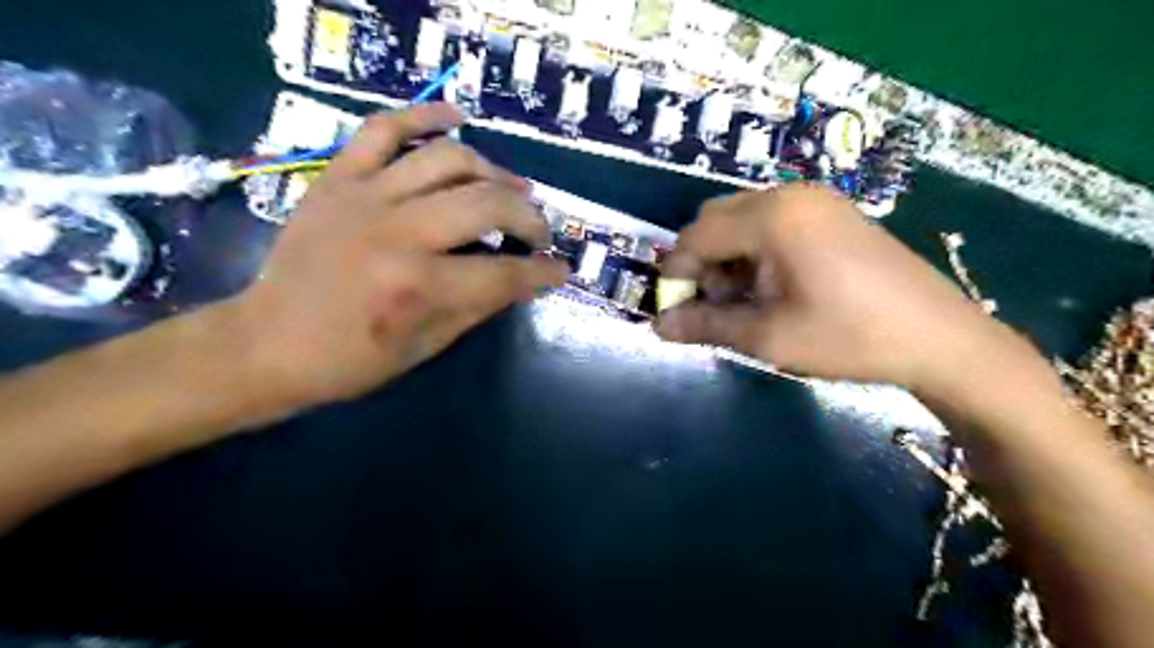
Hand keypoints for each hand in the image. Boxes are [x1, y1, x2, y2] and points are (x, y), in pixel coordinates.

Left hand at [220, 104, 565, 408]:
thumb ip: (480, 304)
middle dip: (529, 218)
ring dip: (495, 173)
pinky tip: (459, 120)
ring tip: (511, 189)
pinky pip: (385, 128)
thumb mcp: (427, 346)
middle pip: (488, 204)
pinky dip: (425, 116)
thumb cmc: (352, 359)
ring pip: (450, 160)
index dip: (542, 272)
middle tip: (539, 232)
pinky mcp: (338, 177)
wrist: (269, 341)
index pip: (505, 272)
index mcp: (418, 287)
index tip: (560, 269)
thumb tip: (525, 277)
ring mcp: (365, 196)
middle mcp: (397, 233)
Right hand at [659, 185, 1025, 391]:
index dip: (677, 274)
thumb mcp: (767, 336)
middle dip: (702, 262)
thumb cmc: (847, 337)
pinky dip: (755, 250)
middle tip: (717, 305)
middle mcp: (788, 195)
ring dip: (727, 257)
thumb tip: (658, 326)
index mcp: (771, 218)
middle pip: (714, 219)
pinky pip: (771, 221)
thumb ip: (706, 325)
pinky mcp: (830, 212)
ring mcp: (813, 200)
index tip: (677, 312)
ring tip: (747, 300)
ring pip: (741, 219)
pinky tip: (774, 284)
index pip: (696, 236)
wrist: (938, 337)